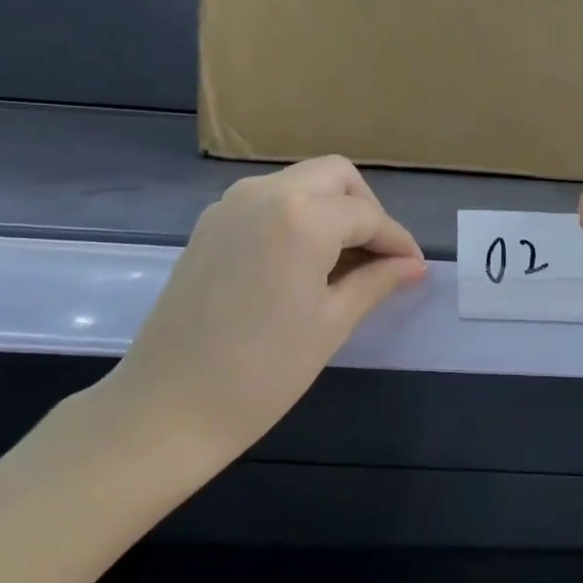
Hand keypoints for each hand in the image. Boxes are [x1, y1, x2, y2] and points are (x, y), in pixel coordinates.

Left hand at [107, 157, 426, 461]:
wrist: (168, 406)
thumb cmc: (262, 373)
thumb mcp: (331, 325)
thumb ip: (376, 282)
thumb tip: (413, 265)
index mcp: (302, 218)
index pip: (367, 216)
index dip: (396, 241)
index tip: (414, 267)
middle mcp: (266, 193)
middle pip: (335, 176)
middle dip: (365, 209)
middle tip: (378, 256)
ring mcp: (231, 204)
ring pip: (299, 182)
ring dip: (330, 207)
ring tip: (343, 260)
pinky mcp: (210, 223)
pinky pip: (267, 199)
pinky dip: (296, 215)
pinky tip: (302, 260)